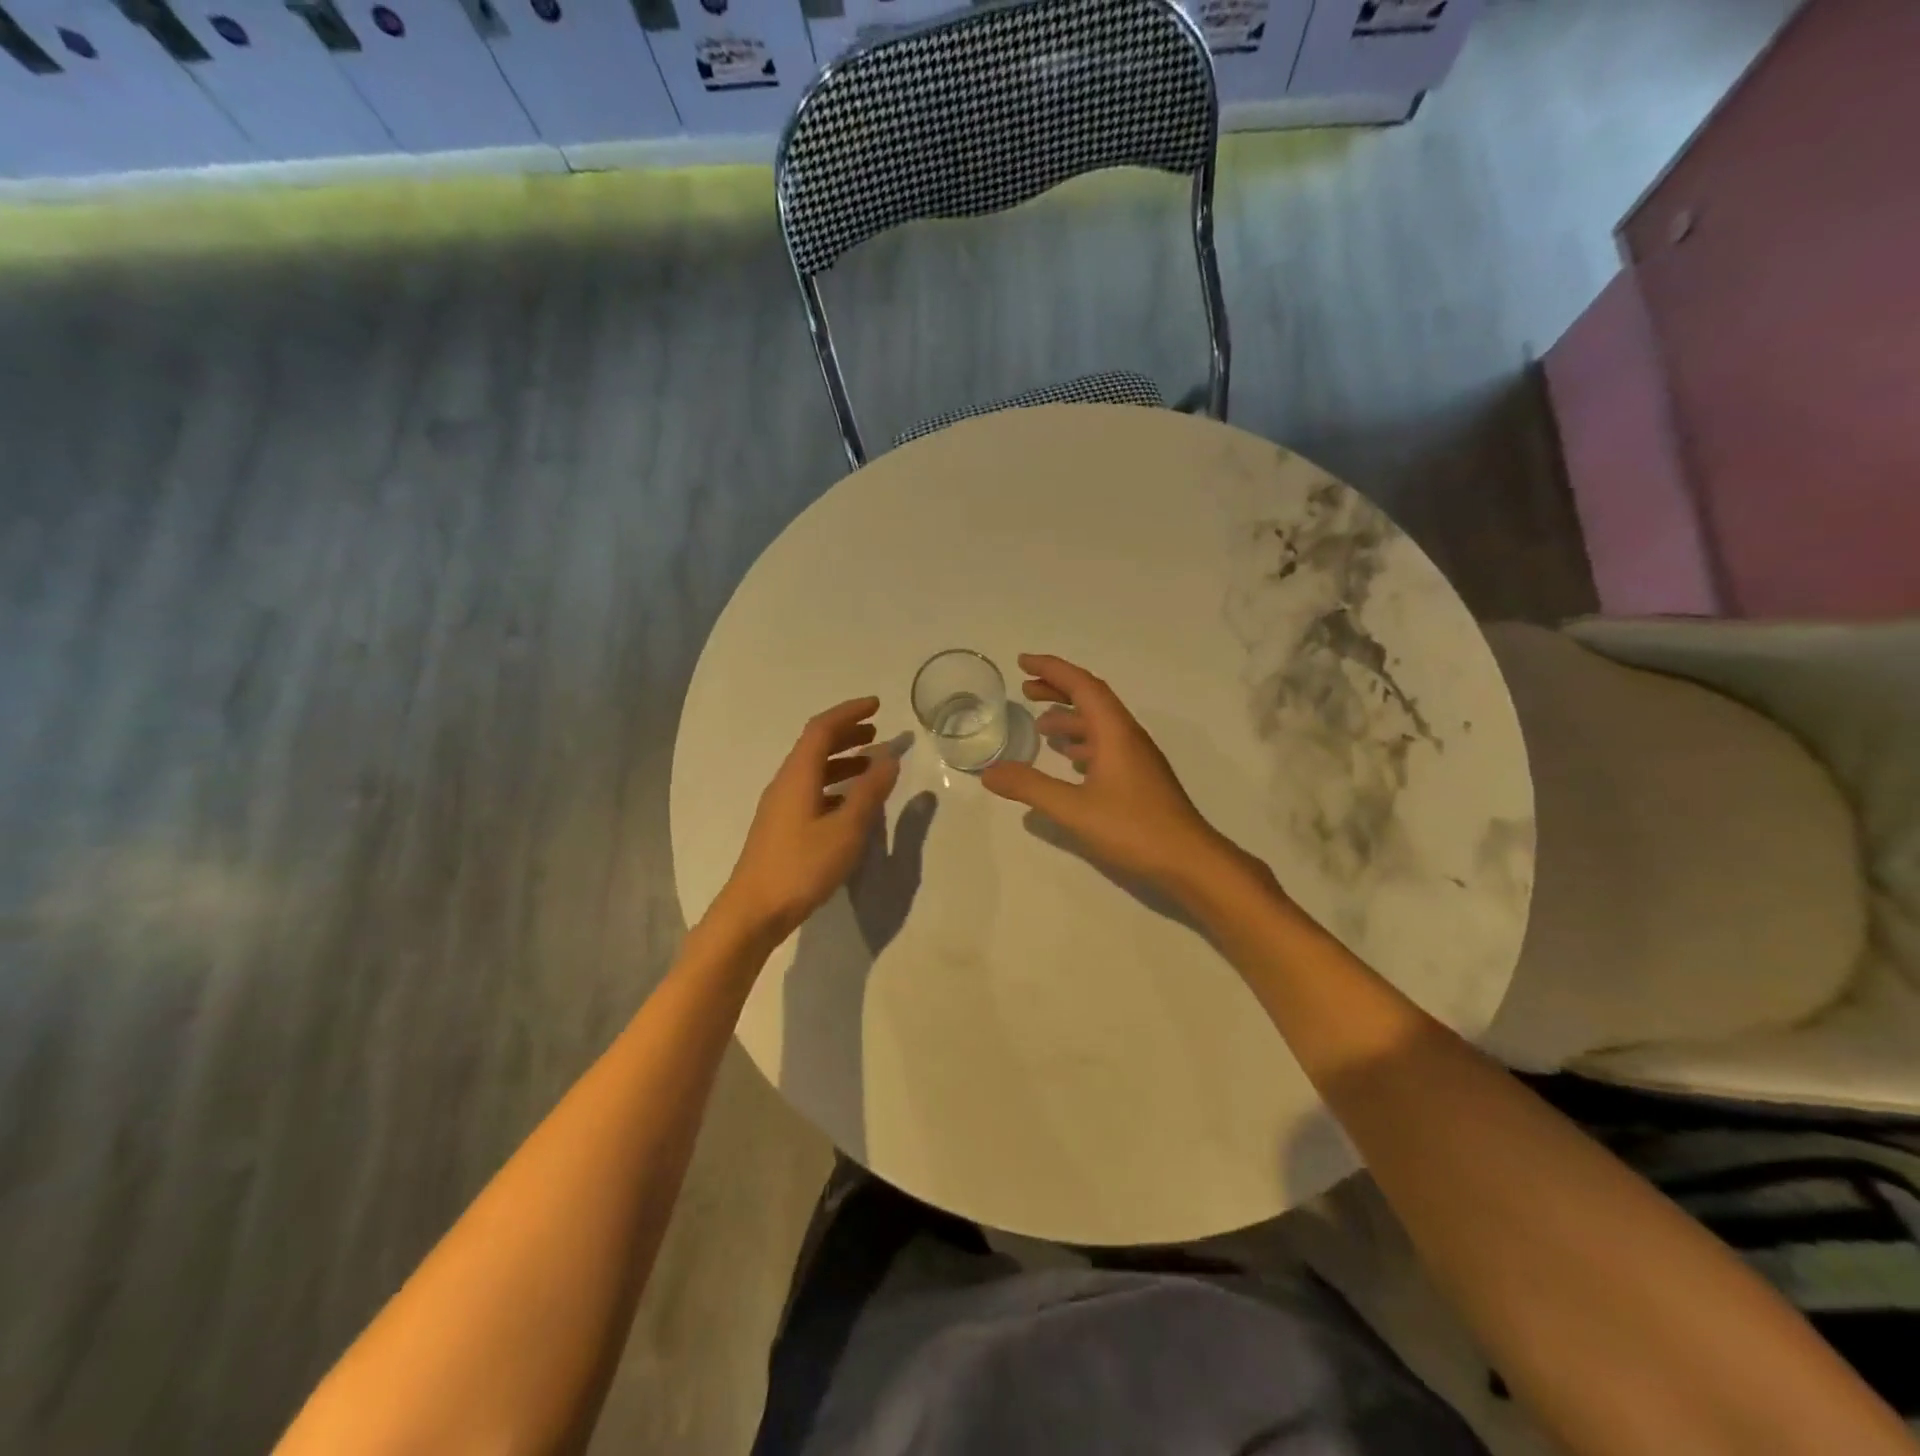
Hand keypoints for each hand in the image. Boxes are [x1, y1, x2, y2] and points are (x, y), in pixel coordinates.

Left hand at [714, 697, 901, 942]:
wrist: (754, 911)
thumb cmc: (802, 867)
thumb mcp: (846, 830)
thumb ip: (870, 793)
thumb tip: (890, 759)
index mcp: (798, 775)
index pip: (822, 728)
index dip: (849, 712)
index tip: (877, 705)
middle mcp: (785, 782)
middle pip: (815, 745)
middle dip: (847, 733)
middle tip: (877, 731)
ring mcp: (780, 805)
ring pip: (813, 769)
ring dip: (842, 759)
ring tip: (871, 764)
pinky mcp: (781, 826)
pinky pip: (810, 789)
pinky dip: (834, 784)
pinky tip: (851, 802)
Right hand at [980, 654, 1232, 895]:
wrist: (1188, 860)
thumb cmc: (1133, 828)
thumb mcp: (1073, 809)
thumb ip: (1030, 787)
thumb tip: (989, 772)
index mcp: (1115, 732)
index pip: (1082, 685)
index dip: (1052, 669)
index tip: (1022, 662)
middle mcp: (1128, 736)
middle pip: (1092, 698)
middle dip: (1058, 688)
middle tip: (1026, 688)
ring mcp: (1137, 757)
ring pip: (1100, 723)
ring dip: (1070, 717)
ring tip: (1040, 726)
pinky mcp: (1140, 777)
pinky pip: (1107, 745)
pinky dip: (1083, 742)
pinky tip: (1070, 760)